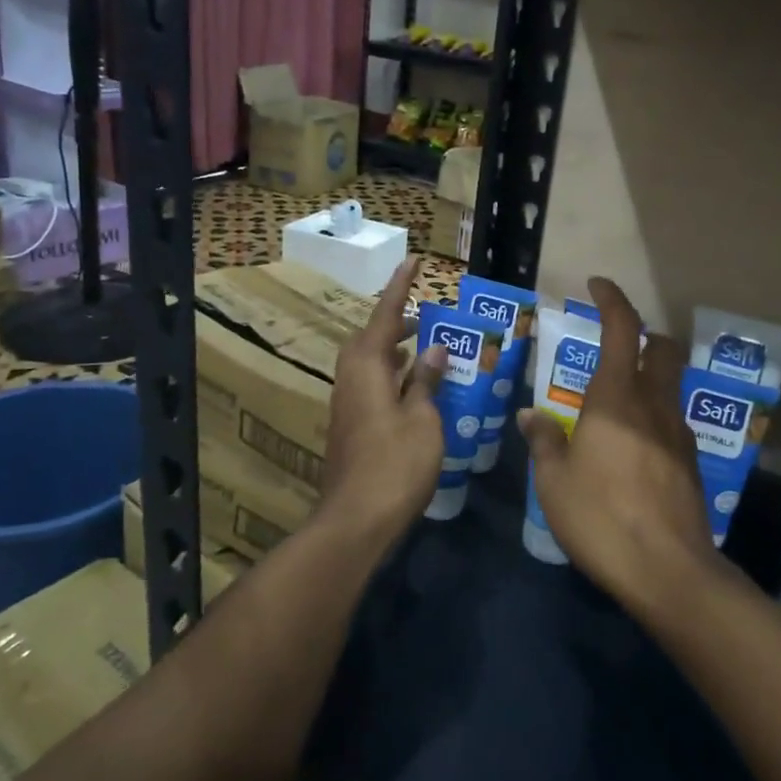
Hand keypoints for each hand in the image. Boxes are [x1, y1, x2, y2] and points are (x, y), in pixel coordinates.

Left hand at [318, 259, 445, 546]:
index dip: (400, 287)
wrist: (356, 519)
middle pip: (370, 339)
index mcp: (368, 368)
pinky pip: (371, 385)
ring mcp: (348, 405)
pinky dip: (393, 376)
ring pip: (369, 364)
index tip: (414, 261)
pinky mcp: (352, 427)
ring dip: (394, 350)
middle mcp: (351, 379)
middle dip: (395, 323)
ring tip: (425, 348)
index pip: (385, 316)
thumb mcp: (423, 419)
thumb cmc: (395, 464)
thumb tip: (432, 348)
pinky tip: (415, 389)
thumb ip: (426, 380)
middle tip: (424, 318)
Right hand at [518, 277, 718, 615]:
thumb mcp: (554, 481)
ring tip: (615, 402)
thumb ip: (543, 441)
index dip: (612, 299)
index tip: (597, 284)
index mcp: (617, 398)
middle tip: (614, 345)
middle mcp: (654, 404)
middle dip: (642, 335)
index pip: (622, 329)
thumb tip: (530, 415)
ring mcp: (679, 433)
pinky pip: (671, 420)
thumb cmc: (601, 517)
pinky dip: (653, 414)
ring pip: (670, 384)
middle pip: (661, 348)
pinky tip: (631, 445)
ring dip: (649, 376)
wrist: (669, 571)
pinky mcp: (691, 462)